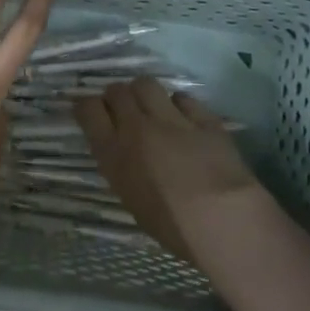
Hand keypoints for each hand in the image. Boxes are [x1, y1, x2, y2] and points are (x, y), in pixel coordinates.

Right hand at [76, 78, 268, 260]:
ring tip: (152, 108)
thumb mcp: (131, 198)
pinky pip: (183, 98)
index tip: (91, 112)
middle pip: (117, 91)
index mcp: (114, 153)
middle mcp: (137, 128)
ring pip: (146, 84)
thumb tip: (124, 152)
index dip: (87, 107)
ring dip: (144, 93)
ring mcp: (171, 119)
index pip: (88, 110)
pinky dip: (179, 105)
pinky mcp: (203, 117)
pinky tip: (184, 117)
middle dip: (116, 96)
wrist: (222, 219)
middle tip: (123, 109)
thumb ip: (122, 167)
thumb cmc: (172, 226)